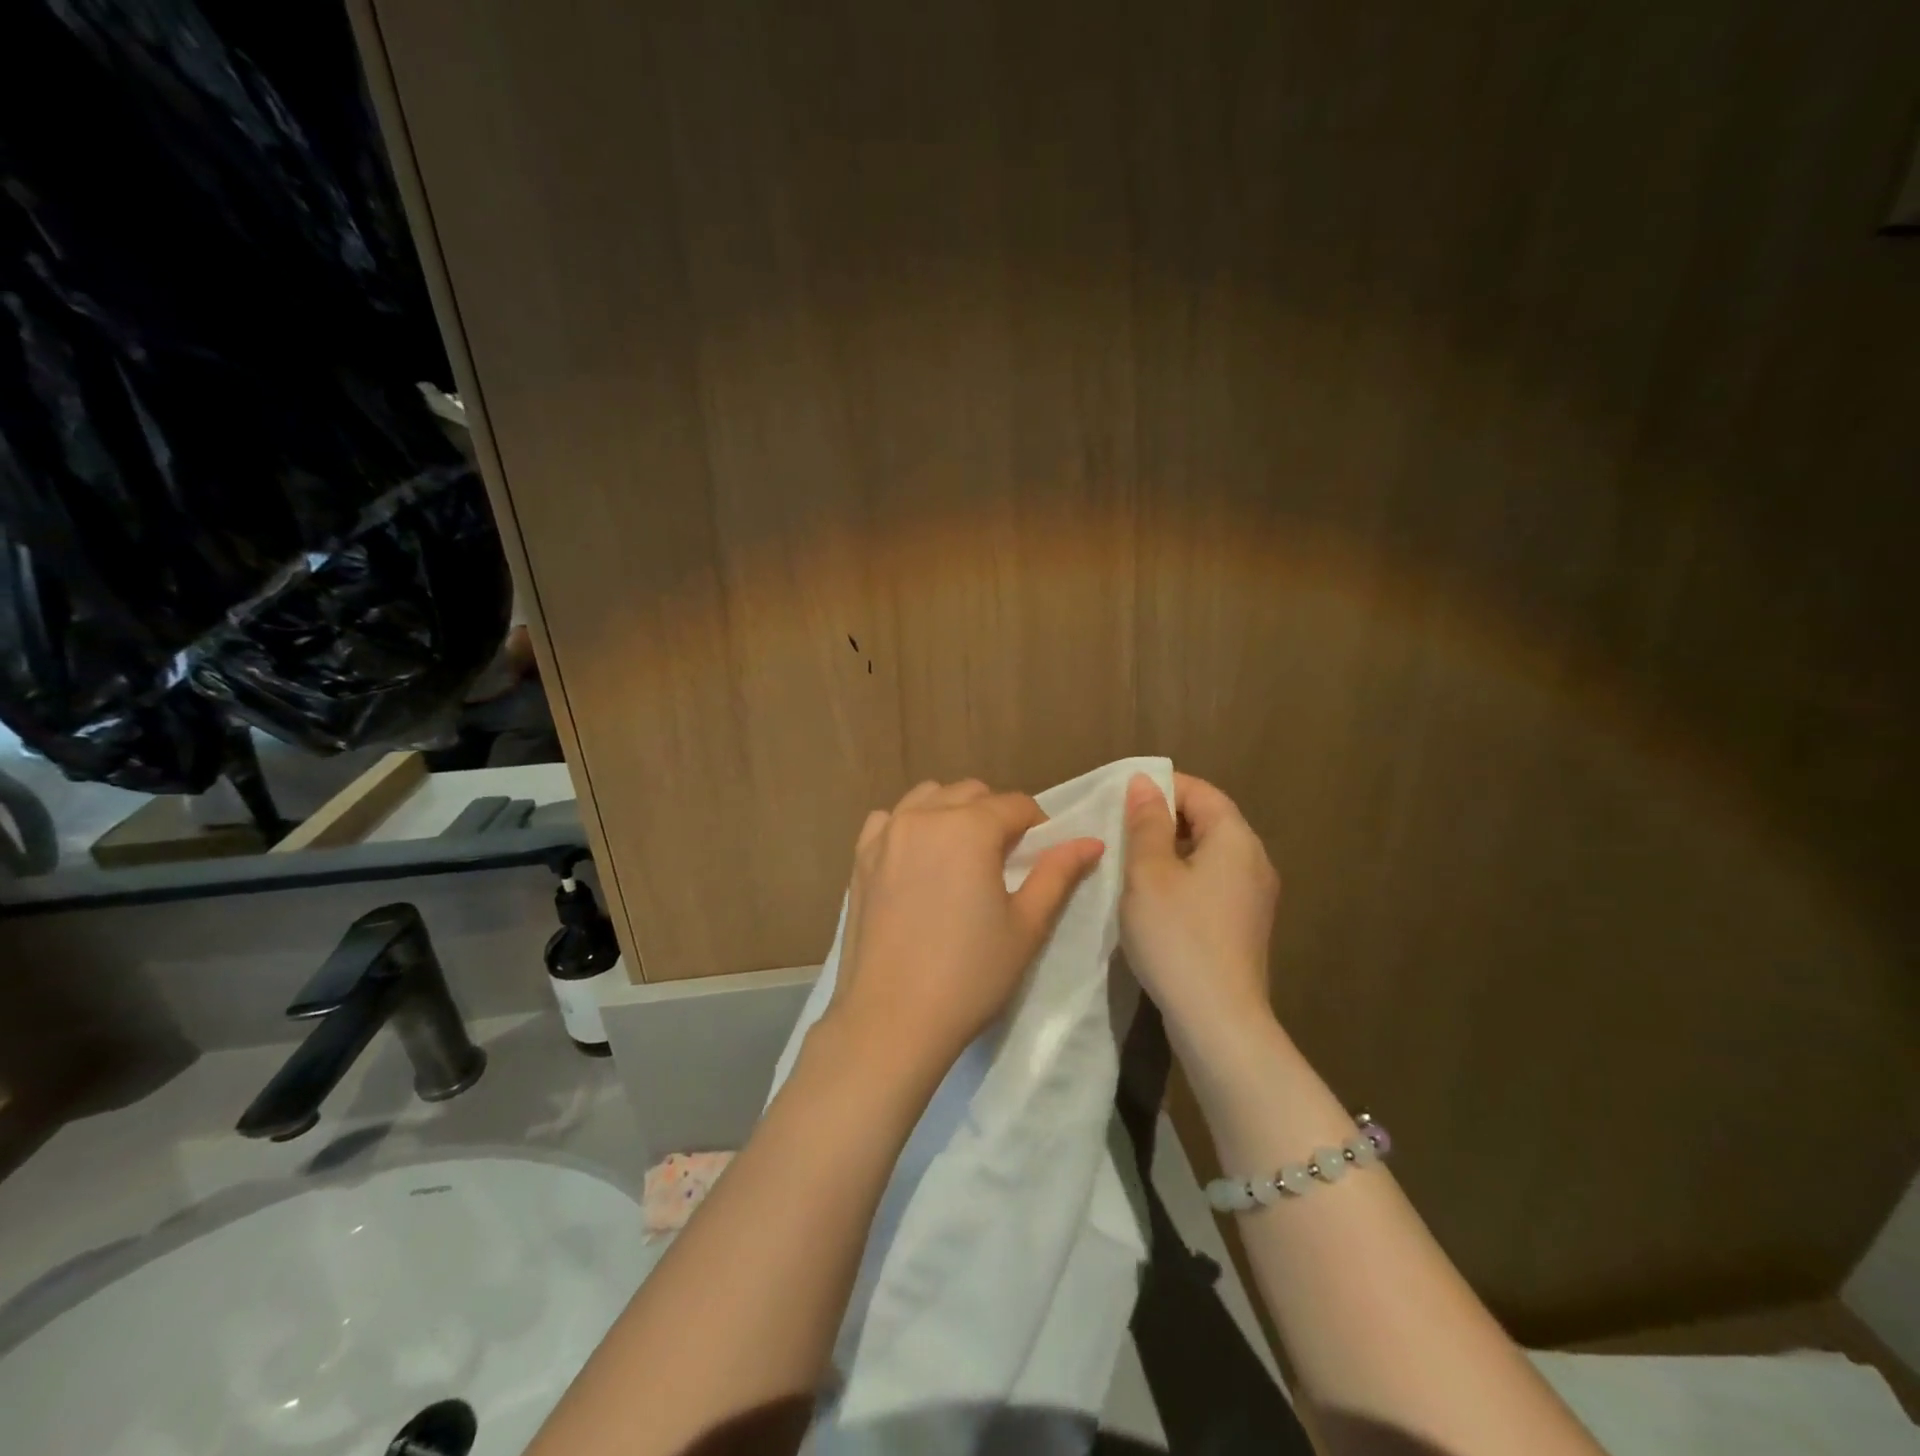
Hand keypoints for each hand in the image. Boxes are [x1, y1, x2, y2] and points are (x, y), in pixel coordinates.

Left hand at [828, 779, 1104, 1077]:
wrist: (891, 1019)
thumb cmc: (969, 976)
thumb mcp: (1026, 926)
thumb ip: (1058, 874)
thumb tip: (1091, 841)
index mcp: (969, 828)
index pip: (1016, 805)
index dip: (1038, 825)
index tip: (1043, 854)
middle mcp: (924, 817)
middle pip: (971, 793)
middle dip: (995, 815)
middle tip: (1005, 858)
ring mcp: (886, 834)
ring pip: (928, 797)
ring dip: (952, 811)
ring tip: (962, 854)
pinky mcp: (860, 858)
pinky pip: (889, 819)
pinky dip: (909, 824)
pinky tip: (917, 858)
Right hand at [1121, 773, 1279, 1044]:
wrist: (1218, 1020)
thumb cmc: (1177, 936)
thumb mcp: (1148, 873)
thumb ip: (1146, 823)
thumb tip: (1144, 782)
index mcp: (1235, 839)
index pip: (1200, 791)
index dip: (1161, 787)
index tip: (1121, 800)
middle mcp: (1254, 860)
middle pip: (1208, 820)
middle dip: (1163, 819)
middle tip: (1120, 831)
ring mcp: (1254, 896)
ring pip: (1209, 853)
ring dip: (1171, 850)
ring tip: (1130, 863)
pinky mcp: (1245, 925)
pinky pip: (1213, 882)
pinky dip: (1183, 877)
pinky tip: (1154, 899)